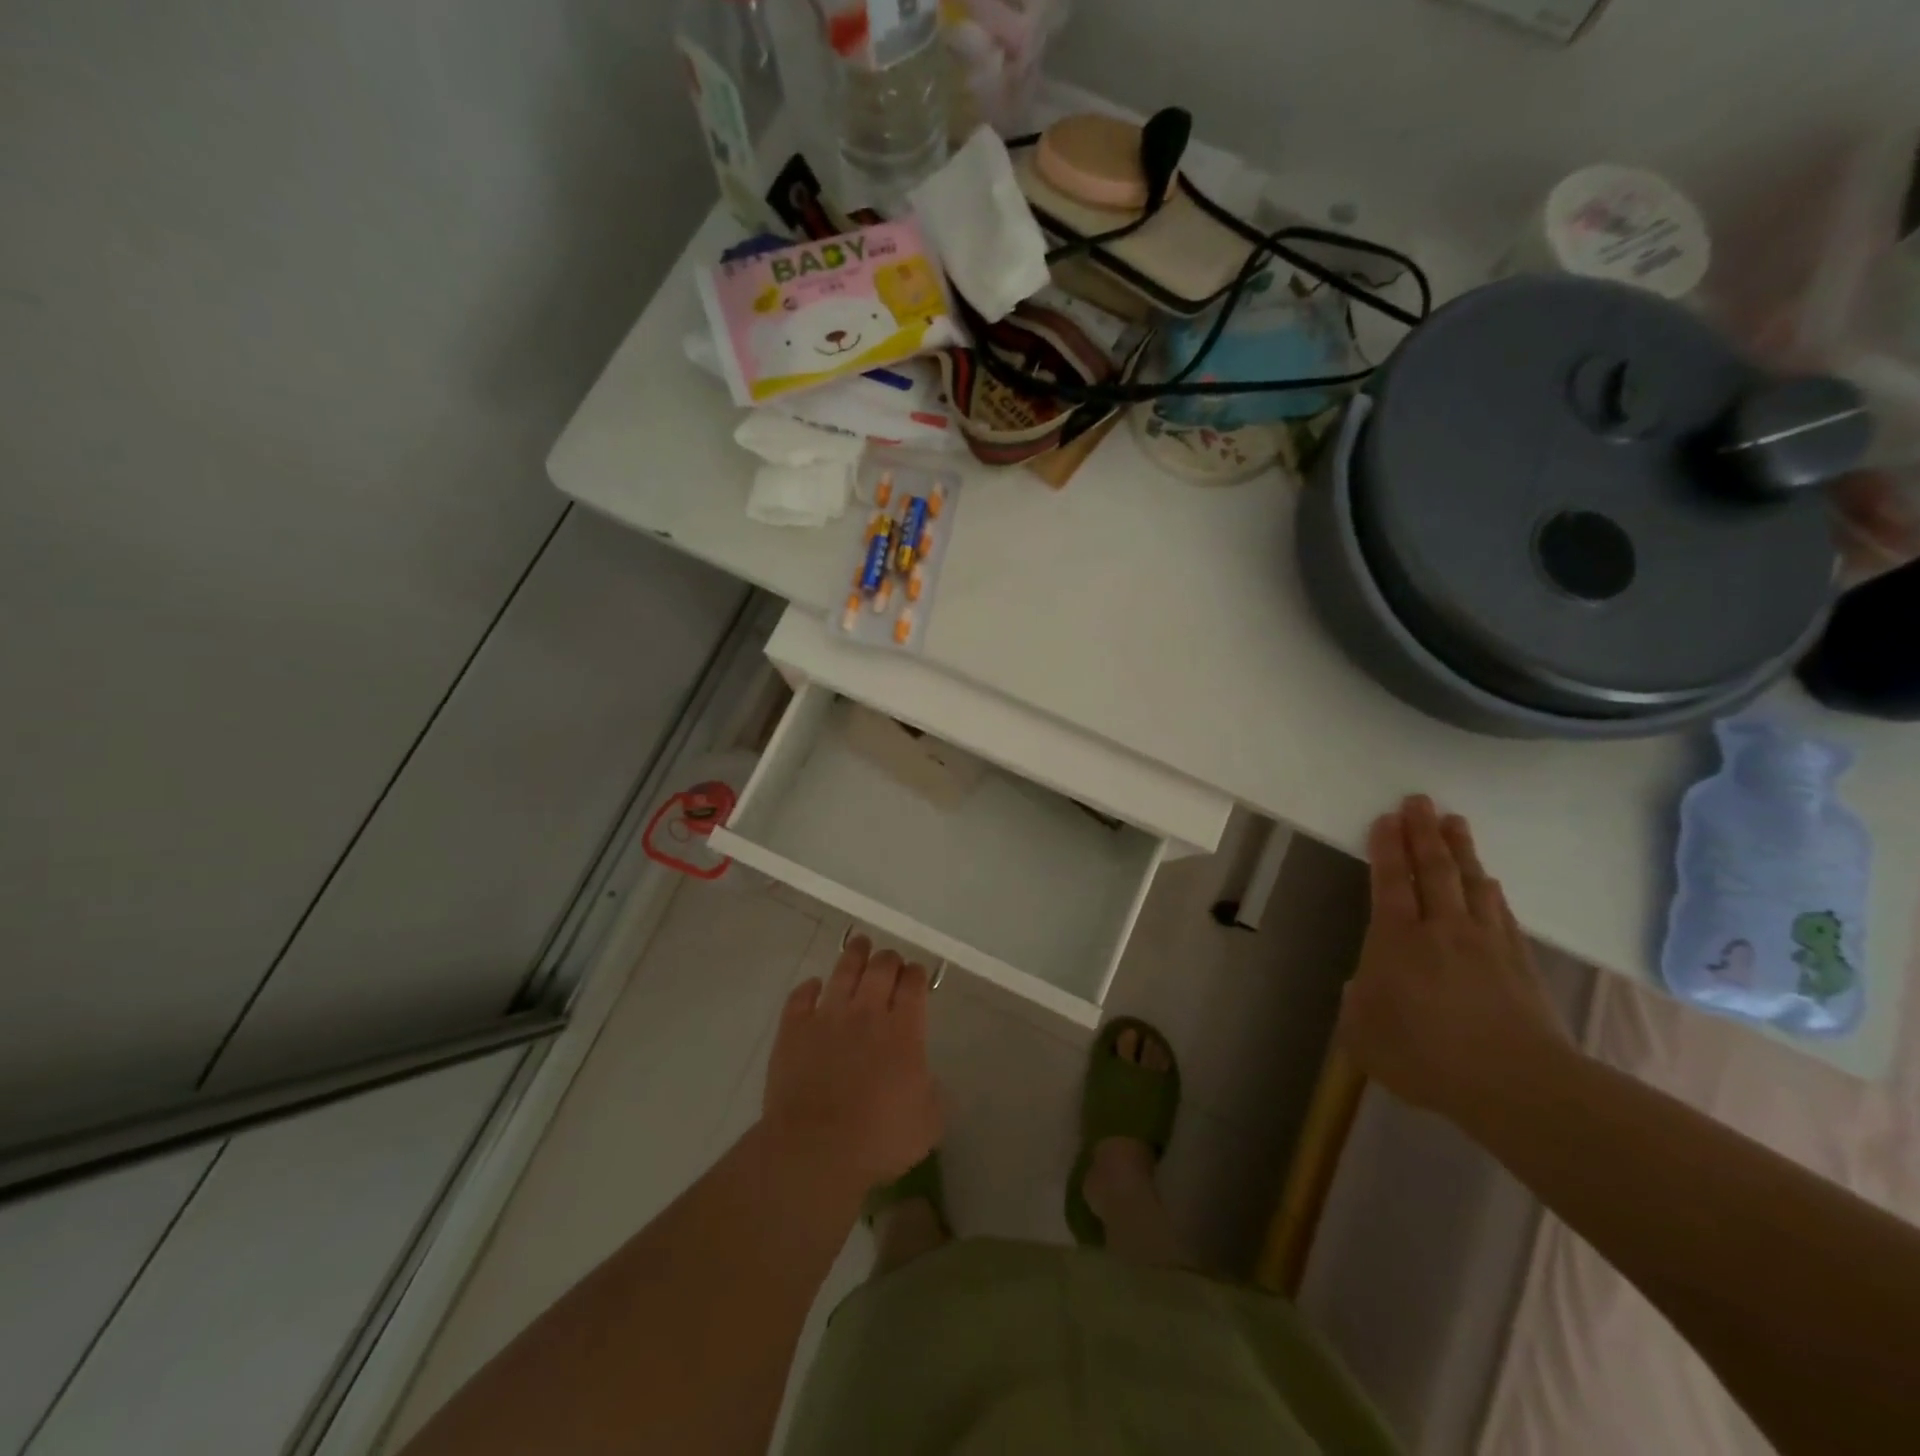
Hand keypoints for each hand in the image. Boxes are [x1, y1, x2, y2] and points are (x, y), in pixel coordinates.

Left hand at [762, 935, 942, 1193]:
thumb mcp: (928, 1123)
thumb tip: (928, 1080)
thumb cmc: (879, 1140)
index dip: (917, 974)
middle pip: (881, 967)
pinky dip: (810, 987)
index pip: (914, 984)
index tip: (917, 976)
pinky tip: (814, 986)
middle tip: (890, 961)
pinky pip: (801, 996)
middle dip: (889, 959)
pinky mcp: (794, 1028)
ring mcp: (828, 1016)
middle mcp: (867, 1012)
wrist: (815, 1150)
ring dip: (854, 955)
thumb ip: (933, 1093)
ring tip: (859, 945)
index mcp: (904, 1030)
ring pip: (843, 970)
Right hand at [1339, 796, 1572, 1120]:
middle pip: (1433, 869)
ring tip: (1454, 822)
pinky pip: (1501, 912)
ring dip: (1461, 849)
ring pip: (1471, 882)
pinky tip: (1490, 881)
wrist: (1518, 1085)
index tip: (1385, 817)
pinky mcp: (1520, 962)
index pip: (1390, 881)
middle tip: (1419, 800)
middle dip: (1422, 832)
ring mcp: (1485, 941)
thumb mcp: (1363, 1035)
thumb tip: (1367, 985)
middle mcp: (1441, 928)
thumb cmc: (1424, 1057)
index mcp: (1397, 940)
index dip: (1386, 847)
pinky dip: (1491, 890)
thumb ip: (1359, 1003)